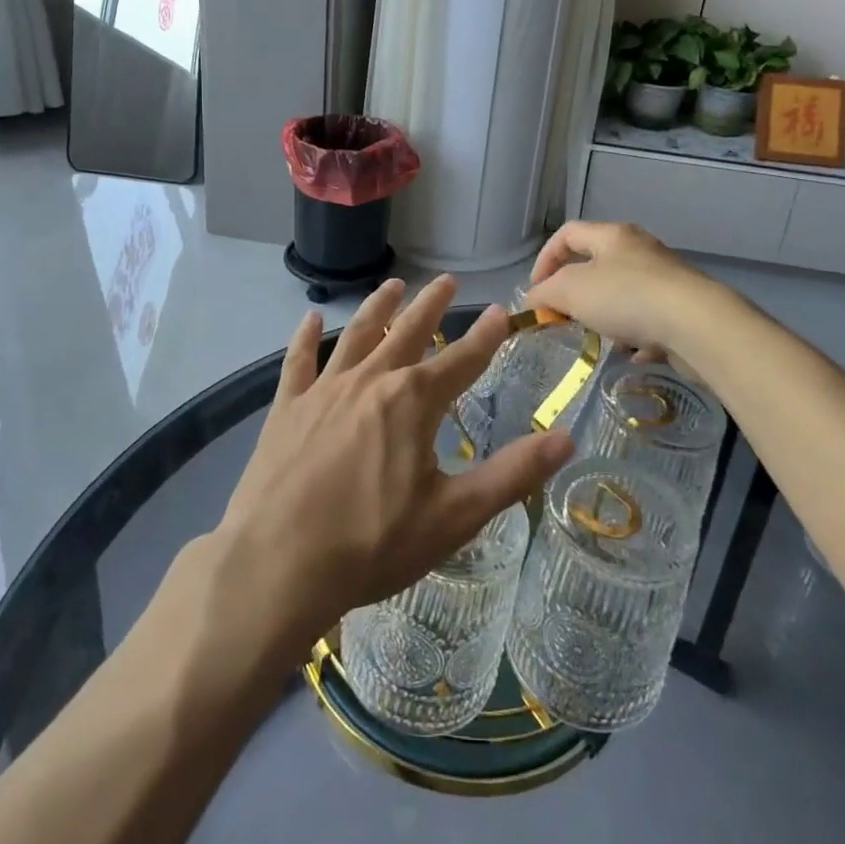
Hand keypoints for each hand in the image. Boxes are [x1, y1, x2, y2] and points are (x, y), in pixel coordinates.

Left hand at [214, 276, 574, 655]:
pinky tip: (312, 319)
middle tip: (445, 280)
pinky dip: (306, 338)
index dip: (484, 337)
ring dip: (378, 308)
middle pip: (407, 332)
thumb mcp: (454, 516)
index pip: (461, 360)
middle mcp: (371, 381)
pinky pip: (298, 361)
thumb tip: (567, 439)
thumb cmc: (373, 543)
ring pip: (357, 336)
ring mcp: (324, 390)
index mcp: (413, 401)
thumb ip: (512, 474)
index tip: (500, 311)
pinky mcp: (287, 407)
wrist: (278, 563)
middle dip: (430, 306)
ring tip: (393, 285)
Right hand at [524, 220, 714, 358]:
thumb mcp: (571, 291)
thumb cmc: (626, 297)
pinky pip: (649, 321)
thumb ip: (545, 294)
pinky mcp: (683, 310)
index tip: (535, 291)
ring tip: (598, 340)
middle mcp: (640, 250)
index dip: (545, 259)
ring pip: (622, 296)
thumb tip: (533, 300)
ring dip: (605, 318)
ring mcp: (665, 279)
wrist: (697, 325)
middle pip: (596, 265)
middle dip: (575, 294)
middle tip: (563, 318)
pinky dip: (635, 337)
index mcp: (612, 235)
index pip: (567, 234)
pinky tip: (631, 354)